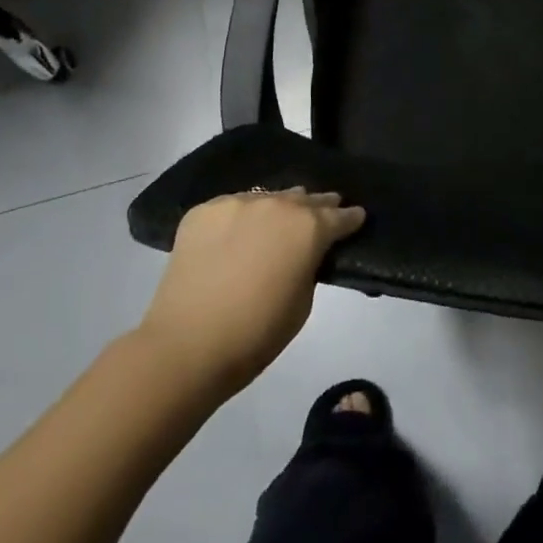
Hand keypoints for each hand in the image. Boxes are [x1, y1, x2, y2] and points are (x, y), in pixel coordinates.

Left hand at [137, 187, 365, 400]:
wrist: (186, 345)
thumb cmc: (255, 334)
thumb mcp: (303, 303)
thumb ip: (309, 266)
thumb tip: (304, 252)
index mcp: (308, 227)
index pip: (340, 215)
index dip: (350, 218)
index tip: (356, 218)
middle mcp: (276, 203)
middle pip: (305, 198)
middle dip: (317, 206)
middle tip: (324, 211)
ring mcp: (237, 202)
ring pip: (267, 197)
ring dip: (277, 208)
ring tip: (278, 221)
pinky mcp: (204, 210)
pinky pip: (232, 208)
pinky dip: (240, 218)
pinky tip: (236, 235)